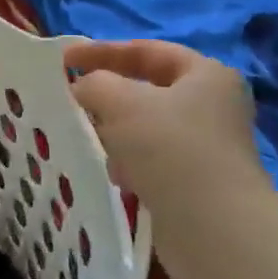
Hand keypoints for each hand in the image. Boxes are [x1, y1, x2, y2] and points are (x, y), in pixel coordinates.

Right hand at [64, 39, 262, 207]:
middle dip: (107, 94)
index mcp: (205, 75)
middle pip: (147, 89)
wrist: (214, 228)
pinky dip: (129, 161)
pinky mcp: (198, 181)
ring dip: (115, 131)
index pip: (147, 50)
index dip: (102, 50)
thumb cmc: (169, 147)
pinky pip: (152, 159)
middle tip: (73, 98)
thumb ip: (94, 83)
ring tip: (90, 140)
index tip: (64, 59)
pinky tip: (116, 175)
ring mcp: (208, 146)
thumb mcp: (119, 101)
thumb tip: (84, 90)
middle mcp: (213, 106)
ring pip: (146, 126)